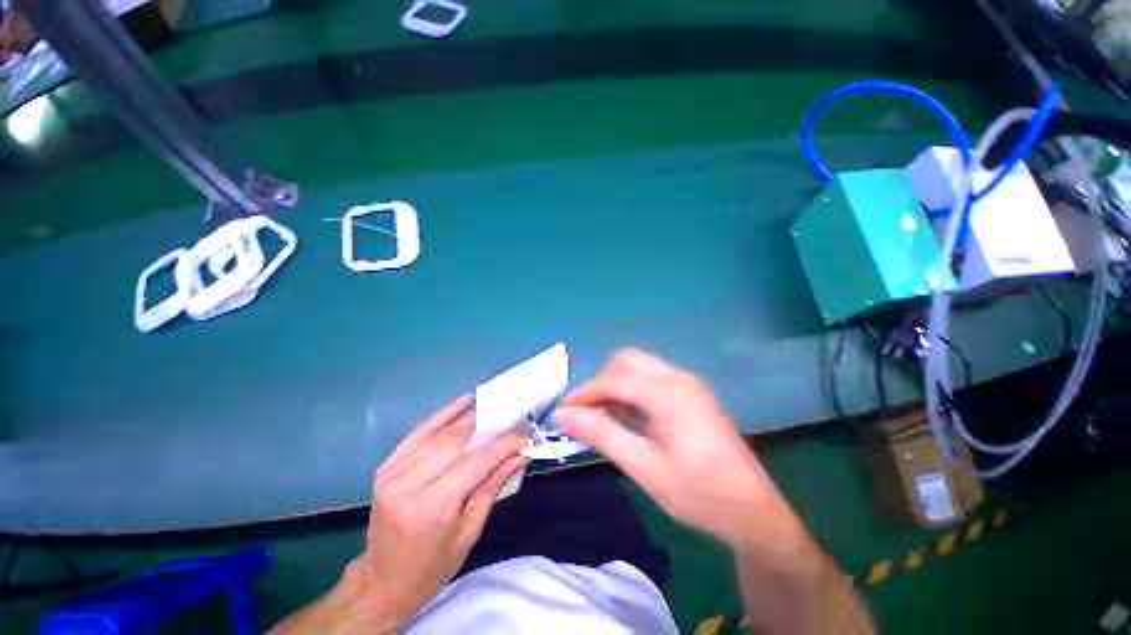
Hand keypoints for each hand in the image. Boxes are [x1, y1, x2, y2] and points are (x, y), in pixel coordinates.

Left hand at [272, 395, 526, 633]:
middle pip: (456, 441)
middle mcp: (408, 484)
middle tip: (511, 424)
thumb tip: (520, 454)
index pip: (476, 462)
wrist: (382, 582)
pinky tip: (465, 401)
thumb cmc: (432, 566)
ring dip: (471, 421)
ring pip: (440, 433)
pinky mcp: (387, 466)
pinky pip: (419, 431)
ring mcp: (392, 472)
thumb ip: (493, 485)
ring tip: (495, 416)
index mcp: (432, 507)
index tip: (524, 434)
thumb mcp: (470, 531)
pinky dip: (444, 414)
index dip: (503, 443)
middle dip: (488, 429)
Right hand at [558, 350, 873, 634]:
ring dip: (615, 384)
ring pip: (638, 366)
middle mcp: (679, 378)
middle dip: (601, 382)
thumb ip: (601, 434)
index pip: (614, 378)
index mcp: (669, 394)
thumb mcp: (643, 467)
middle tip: (587, 413)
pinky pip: (651, 378)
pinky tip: (629, 415)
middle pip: (626, 360)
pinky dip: (631, 389)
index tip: (563, 411)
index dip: (584, 392)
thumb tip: (563, 415)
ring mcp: (687, 383)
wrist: (752, 512)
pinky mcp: (691, 393)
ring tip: (604, 416)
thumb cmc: (698, 494)